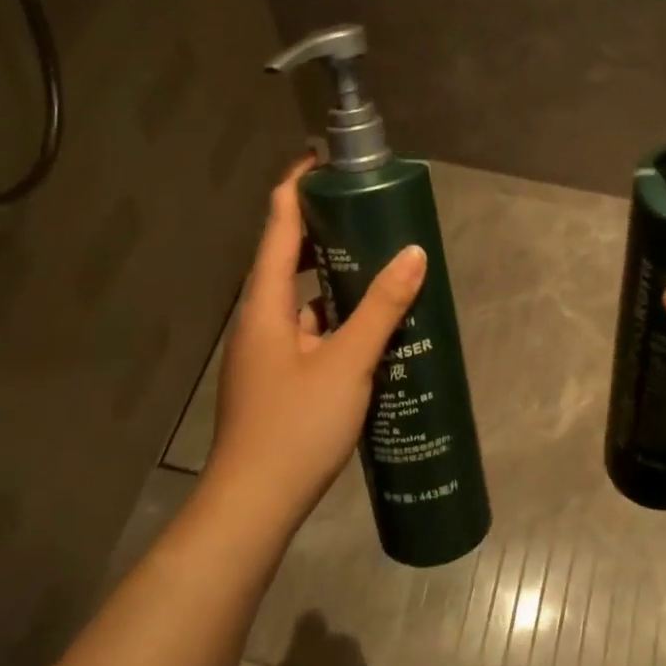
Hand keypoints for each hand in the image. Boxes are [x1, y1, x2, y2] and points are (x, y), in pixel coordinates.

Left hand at [205, 157, 427, 531]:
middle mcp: (259, 319)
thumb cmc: (295, 426)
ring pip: (300, 297)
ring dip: (332, 276)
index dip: (296, 186)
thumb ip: (381, 307)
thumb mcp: (347, 362)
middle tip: (366, 211)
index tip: (324, 160)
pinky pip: (307, 329)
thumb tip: (414, 253)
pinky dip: (334, 317)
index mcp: (265, 303)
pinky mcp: (277, 377)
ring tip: (377, 263)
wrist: (252, 505)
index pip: (277, 225)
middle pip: (287, 256)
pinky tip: (367, 327)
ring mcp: (265, 351)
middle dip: (323, 229)